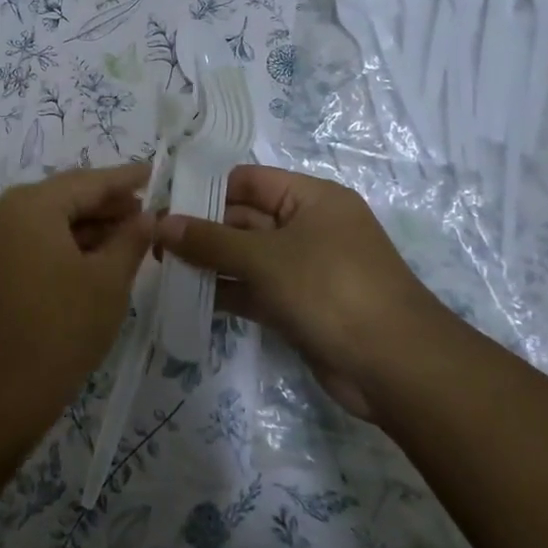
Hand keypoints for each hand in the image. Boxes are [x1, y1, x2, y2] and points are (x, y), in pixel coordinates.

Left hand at [0, 163, 152, 441]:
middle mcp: (4, 213)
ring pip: (49, 222)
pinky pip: (34, 243)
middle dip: (107, 204)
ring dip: (88, 227)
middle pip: (65, 197)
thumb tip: (147, 216)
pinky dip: (65, 246)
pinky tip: (95, 260)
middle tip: (148, 212)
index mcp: (31, 204)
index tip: (154, 172)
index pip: (87, 181)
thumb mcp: (107, 281)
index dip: (124, 179)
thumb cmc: (59, 329)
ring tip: (130, 237)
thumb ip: (131, 240)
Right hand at [154, 165, 454, 417]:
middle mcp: (308, 227)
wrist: (395, 367)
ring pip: (246, 256)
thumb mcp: (265, 258)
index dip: (206, 188)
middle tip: (153, 240)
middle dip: (202, 229)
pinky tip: (187, 296)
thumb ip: (210, 240)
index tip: (163, 203)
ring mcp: (304, 269)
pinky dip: (225, 291)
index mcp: (311, 199)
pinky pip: (253, 289)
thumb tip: (160, 223)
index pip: (249, 180)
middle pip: (244, 218)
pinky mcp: (298, 306)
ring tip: (160, 267)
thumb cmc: (331, 290)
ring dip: (209, 262)